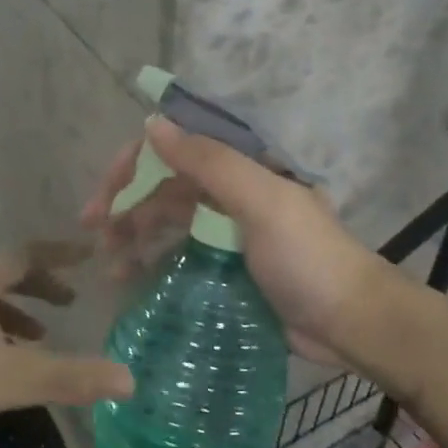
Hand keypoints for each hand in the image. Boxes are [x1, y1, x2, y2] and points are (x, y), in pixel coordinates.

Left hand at [0, 243, 133, 447]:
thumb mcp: (6, 379)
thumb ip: (68, 378)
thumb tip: (130, 379)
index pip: (26, 253)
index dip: (60, 254)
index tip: (88, 255)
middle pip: (3, 274)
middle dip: (39, 286)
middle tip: (69, 304)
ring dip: (13, 314)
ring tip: (36, 342)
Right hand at [80, 119, 410, 374]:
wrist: (353, 323)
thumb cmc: (307, 257)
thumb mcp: (261, 202)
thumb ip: (209, 161)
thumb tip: (152, 123)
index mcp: (239, 165)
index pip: (173, 148)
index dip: (132, 166)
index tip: (103, 198)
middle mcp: (227, 190)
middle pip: (162, 185)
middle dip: (124, 204)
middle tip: (93, 234)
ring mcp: (224, 229)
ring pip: (165, 220)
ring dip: (132, 234)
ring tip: (108, 265)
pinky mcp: (224, 266)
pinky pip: (176, 254)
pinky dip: (150, 262)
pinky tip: (130, 280)